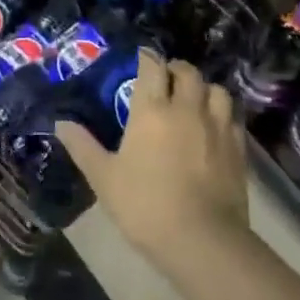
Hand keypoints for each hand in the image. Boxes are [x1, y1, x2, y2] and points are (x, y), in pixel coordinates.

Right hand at [55, 55, 250, 286]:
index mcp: (152, 110)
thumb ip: (83, 147)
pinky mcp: (238, 148)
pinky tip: (215, 127)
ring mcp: (217, 126)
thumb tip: (60, 123)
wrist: (203, 241)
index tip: (141, 59)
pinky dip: (223, 114)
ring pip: (216, 90)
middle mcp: (187, 108)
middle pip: (187, 72)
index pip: (152, 66)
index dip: (147, 58)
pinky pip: (232, 117)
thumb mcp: (105, 179)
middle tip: (166, 80)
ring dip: (204, 89)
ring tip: (194, 100)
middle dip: (176, 69)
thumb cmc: (146, 206)